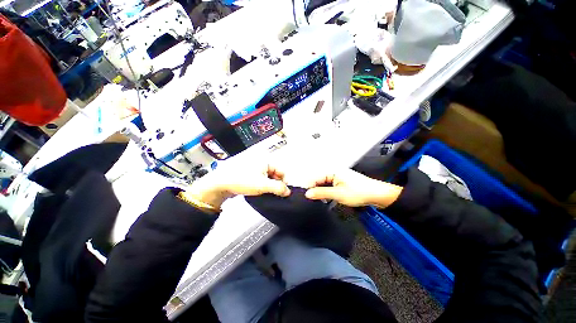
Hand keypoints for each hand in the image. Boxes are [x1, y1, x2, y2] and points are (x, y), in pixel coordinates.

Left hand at [187, 164, 290, 208]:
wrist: (221, 183)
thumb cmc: (242, 181)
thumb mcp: (263, 185)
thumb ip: (278, 188)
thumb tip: (288, 191)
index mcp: (267, 161)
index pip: (282, 171)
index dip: (283, 183)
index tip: (282, 193)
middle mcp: (262, 162)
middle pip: (275, 174)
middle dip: (275, 185)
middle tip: (272, 194)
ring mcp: (255, 168)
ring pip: (268, 178)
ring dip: (269, 186)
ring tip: (265, 193)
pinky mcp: (250, 174)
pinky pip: (260, 179)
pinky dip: (262, 185)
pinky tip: (259, 191)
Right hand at [305, 169, 402, 208]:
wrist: (377, 195)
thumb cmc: (359, 192)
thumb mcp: (338, 194)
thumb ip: (321, 193)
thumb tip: (307, 194)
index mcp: (332, 171)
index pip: (314, 177)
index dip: (308, 187)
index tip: (304, 196)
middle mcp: (333, 171)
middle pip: (318, 180)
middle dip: (313, 189)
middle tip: (309, 200)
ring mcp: (337, 176)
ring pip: (323, 183)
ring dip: (319, 191)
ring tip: (316, 200)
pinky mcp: (340, 182)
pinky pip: (328, 185)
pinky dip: (325, 192)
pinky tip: (324, 198)